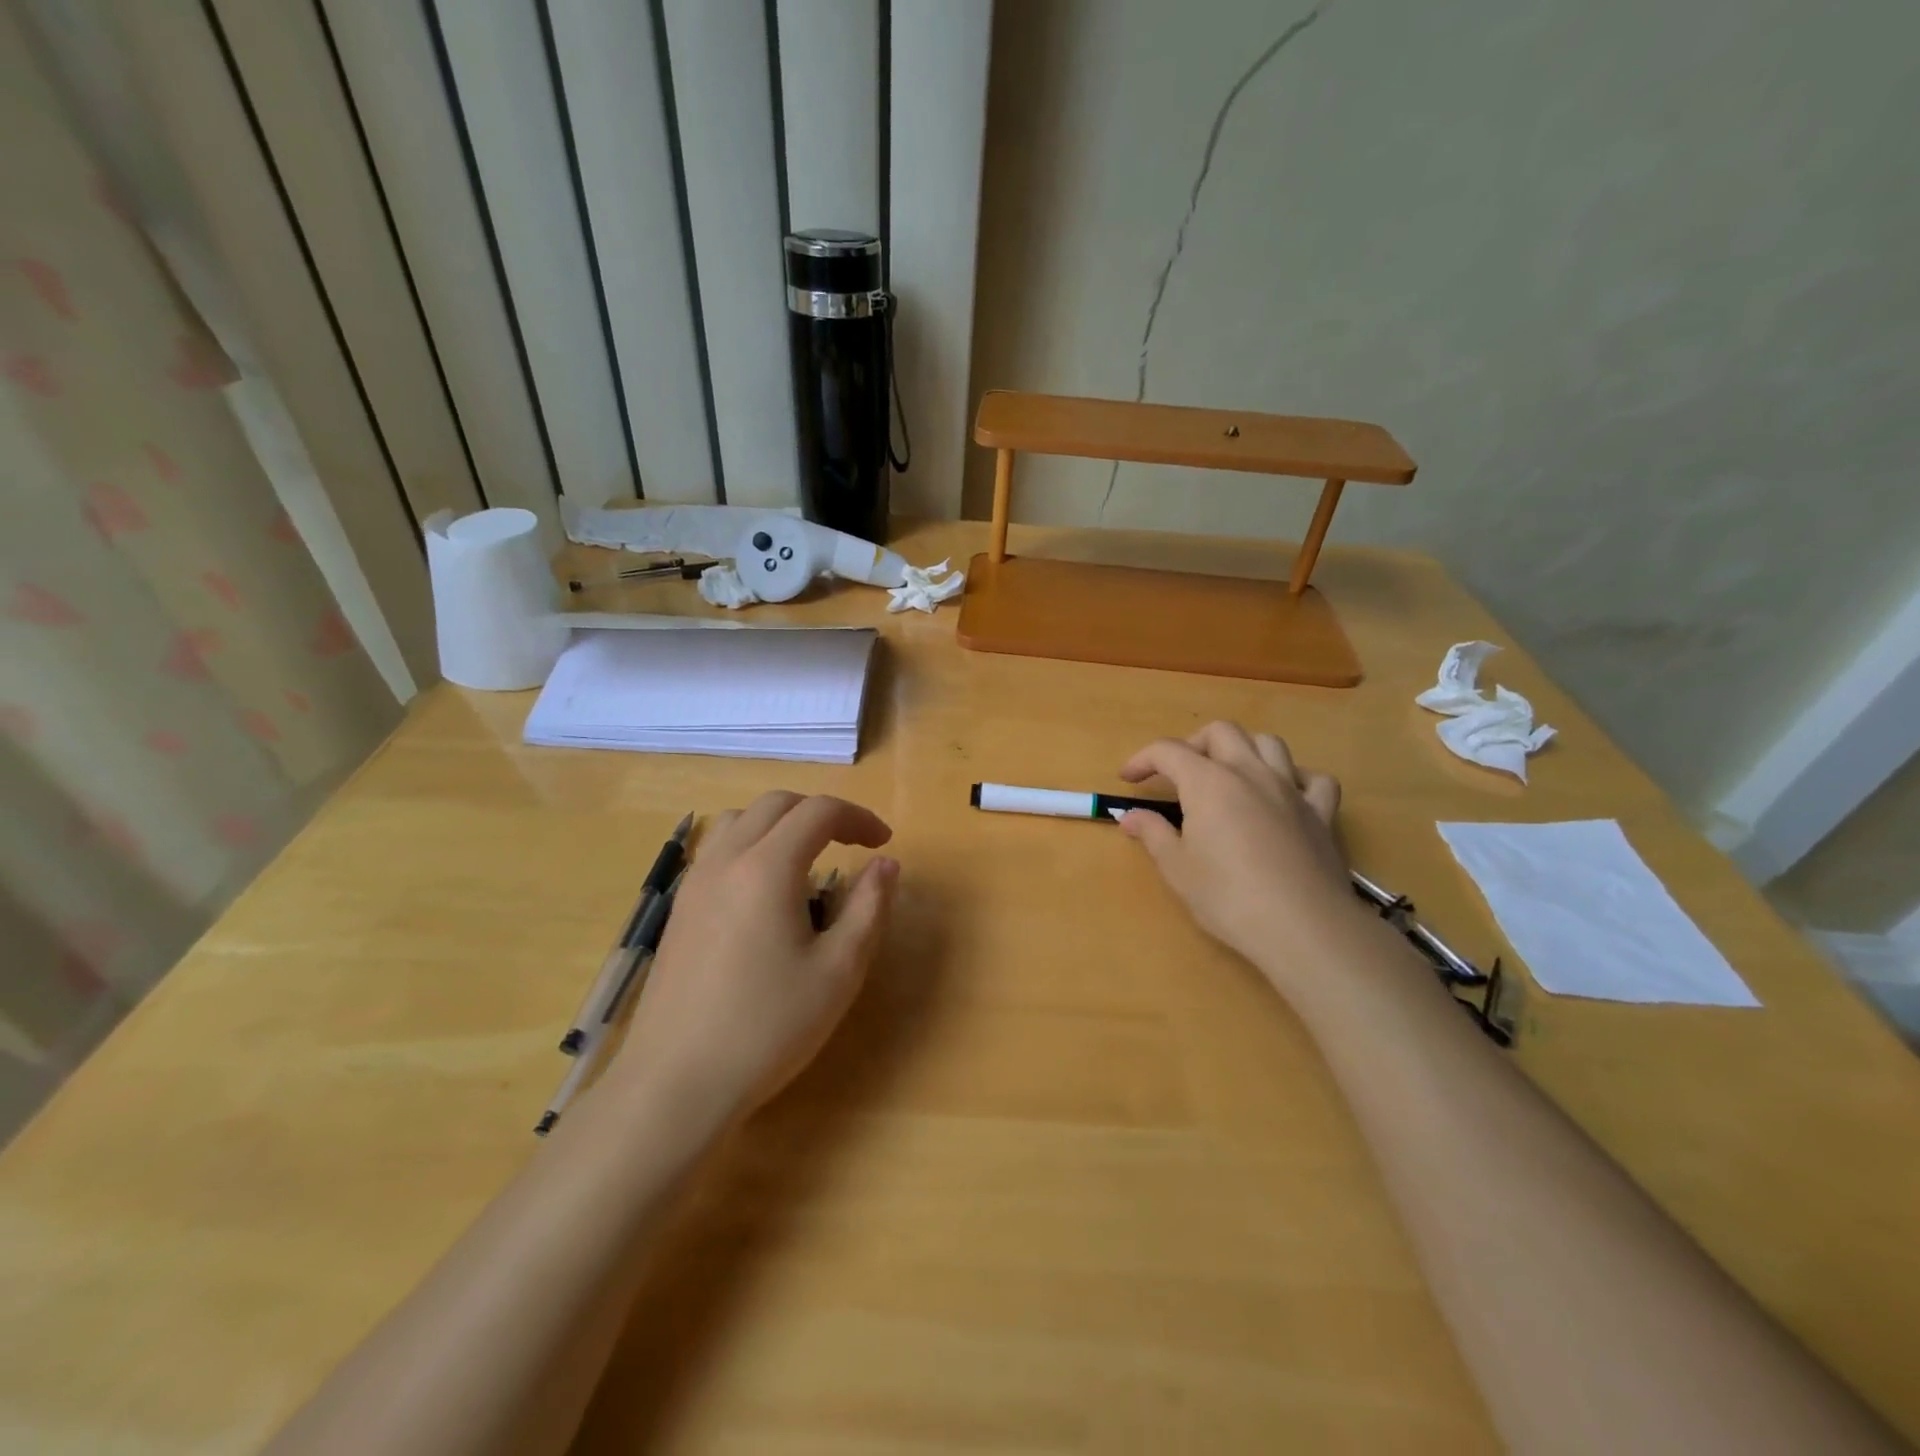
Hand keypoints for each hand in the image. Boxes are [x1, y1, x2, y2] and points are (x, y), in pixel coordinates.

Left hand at [612, 793, 898, 1126]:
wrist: (676, 1084)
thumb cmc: (768, 1027)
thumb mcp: (839, 970)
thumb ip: (869, 907)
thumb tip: (886, 865)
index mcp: (767, 867)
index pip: (818, 812)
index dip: (858, 818)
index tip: (883, 844)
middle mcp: (725, 860)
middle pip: (776, 804)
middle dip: (821, 813)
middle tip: (852, 845)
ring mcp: (694, 883)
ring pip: (739, 820)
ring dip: (781, 823)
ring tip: (806, 860)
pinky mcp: (679, 909)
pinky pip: (717, 849)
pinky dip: (750, 844)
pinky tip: (763, 892)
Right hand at [1116, 722, 1356, 982]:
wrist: (1302, 927)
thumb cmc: (1228, 897)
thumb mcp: (1177, 868)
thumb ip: (1153, 834)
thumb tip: (1131, 817)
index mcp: (1208, 783)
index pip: (1168, 751)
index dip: (1143, 759)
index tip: (1128, 779)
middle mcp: (1250, 773)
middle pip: (1221, 732)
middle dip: (1193, 744)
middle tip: (1178, 774)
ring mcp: (1291, 790)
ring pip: (1268, 743)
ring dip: (1244, 750)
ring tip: (1229, 776)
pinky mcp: (1321, 814)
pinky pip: (1314, 779)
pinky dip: (1296, 779)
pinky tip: (1285, 796)